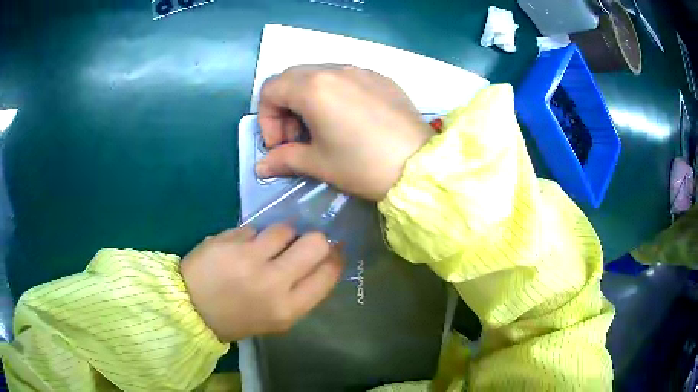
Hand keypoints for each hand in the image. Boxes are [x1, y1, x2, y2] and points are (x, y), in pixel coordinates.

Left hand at [180, 224, 343, 341]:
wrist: (191, 310)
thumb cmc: (237, 319)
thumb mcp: (276, 318)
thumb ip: (300, 292)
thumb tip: (322, 259)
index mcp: (288, 308)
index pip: (328, 273)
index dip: (334, 257)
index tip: (332, 250)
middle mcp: (273, 282)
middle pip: (315, 243)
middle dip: (314, 239)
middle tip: (302, 242)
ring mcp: (249, 259)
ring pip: (284, 228)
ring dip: (279, 235)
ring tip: (264, 246)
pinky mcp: (228, 241)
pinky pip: (254, 228)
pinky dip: (251, 237)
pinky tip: (239, 249)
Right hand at [256, 65, 434, 200]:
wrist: (421, 167)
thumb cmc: (364, 165)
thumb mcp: (319, 164)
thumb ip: (284, 159)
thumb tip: (261, 167)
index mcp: (313, 87)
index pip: (270, 89)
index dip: (266, 118)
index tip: (279, 144)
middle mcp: (335, 70)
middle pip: (292, 78)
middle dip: (284, 107)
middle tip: (297, 138)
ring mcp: (361, 71)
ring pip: (318, 75)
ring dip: (307, 99)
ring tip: (321, 129)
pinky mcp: (381, 78)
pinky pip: (345, 78)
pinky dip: (333, 94)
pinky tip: (348, 120)